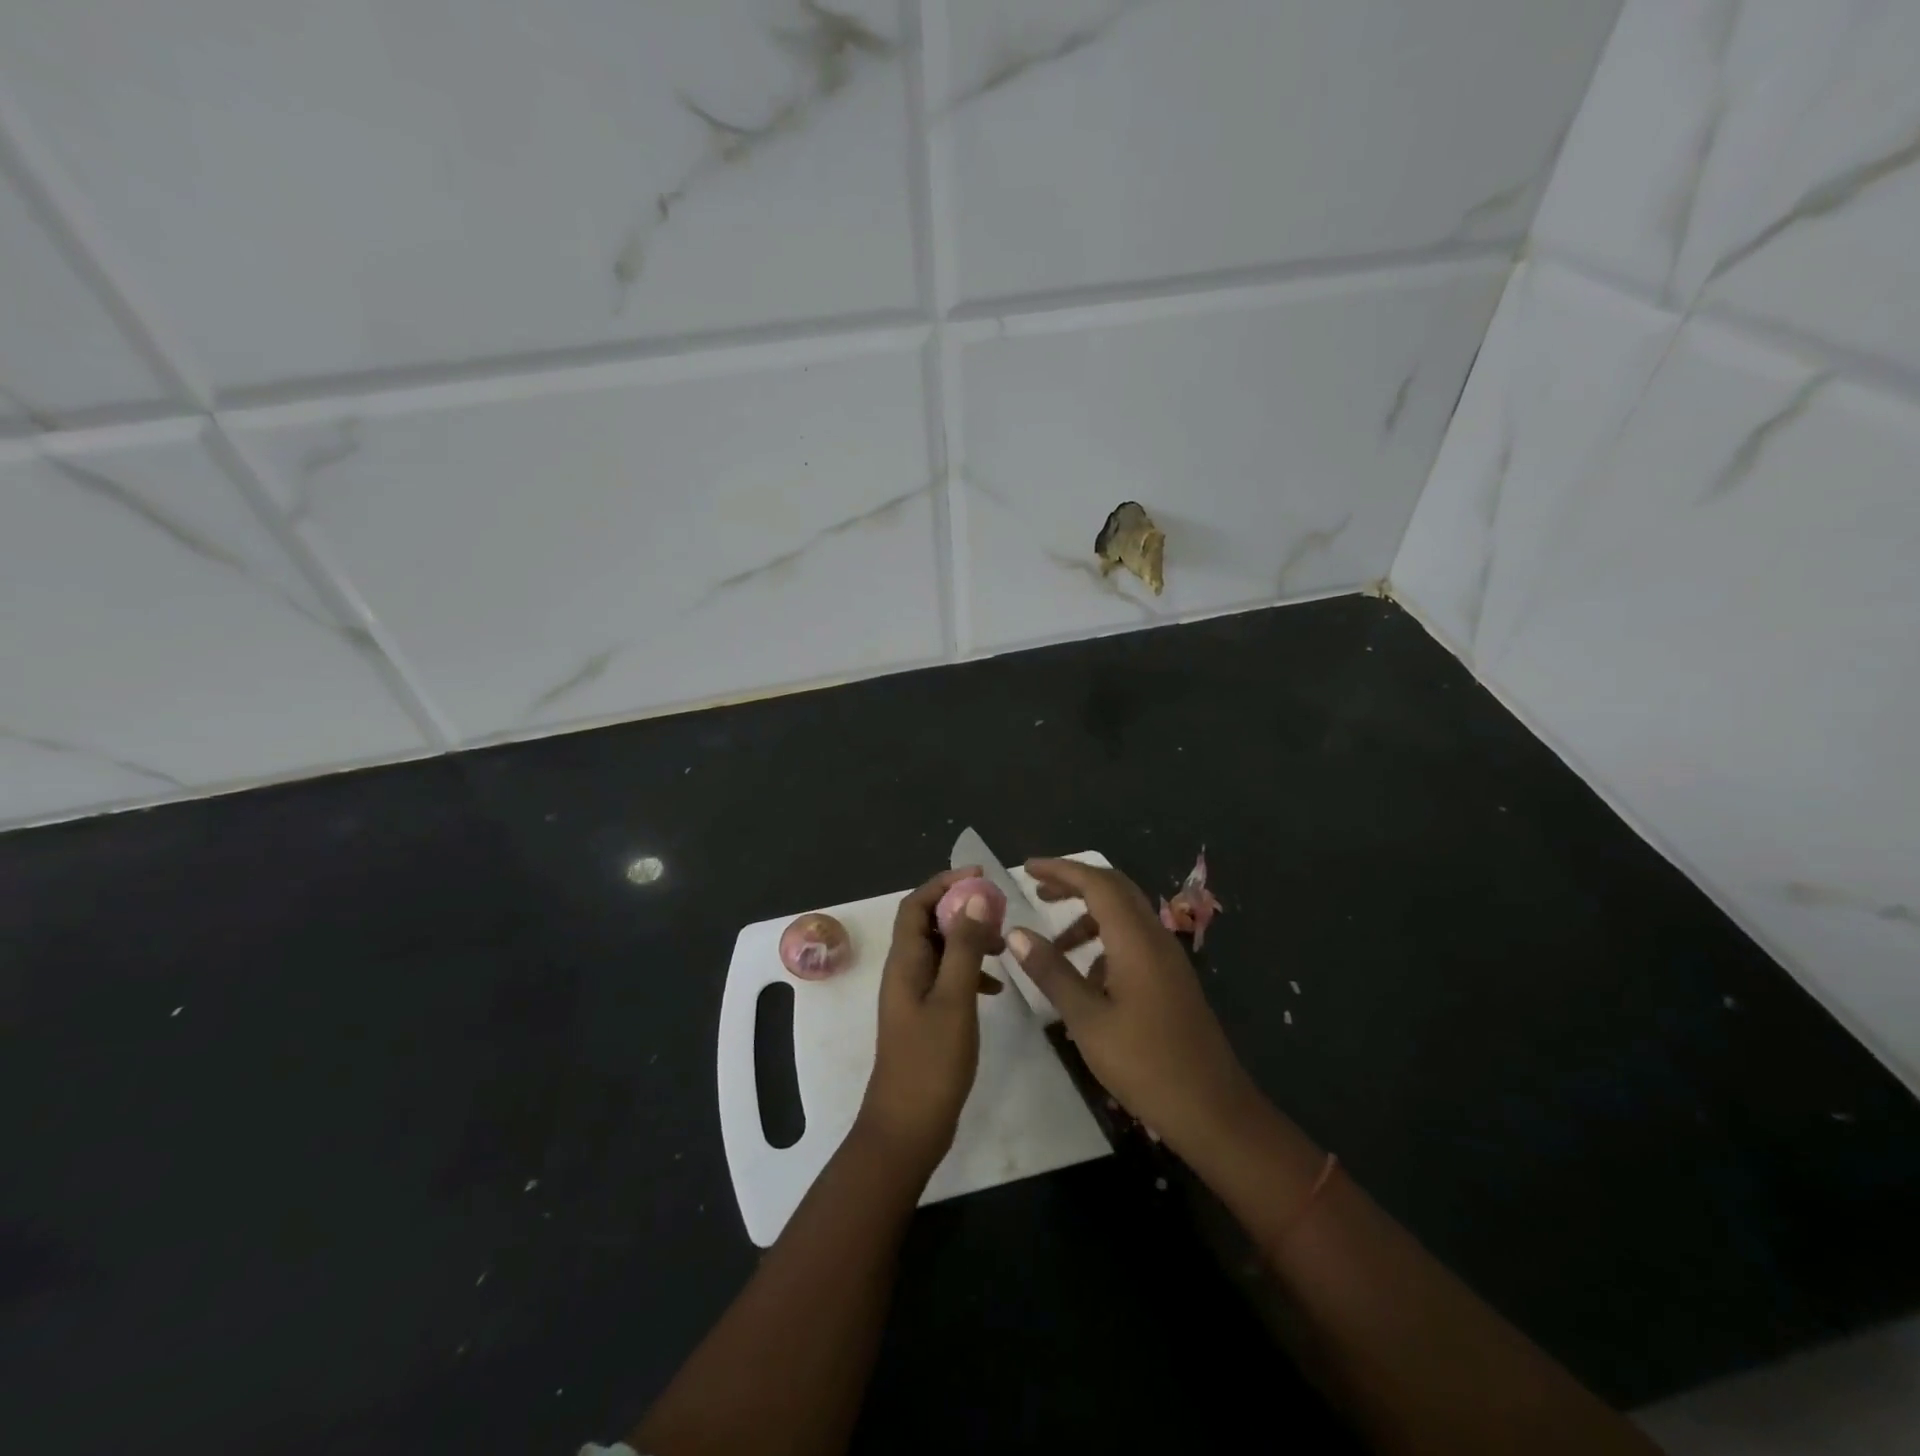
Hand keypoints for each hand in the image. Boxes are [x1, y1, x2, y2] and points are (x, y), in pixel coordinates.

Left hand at [857, 866, 1004, 1178]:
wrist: (907, 1127)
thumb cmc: (930, 1062)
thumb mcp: (954, 999)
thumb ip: (963, 948)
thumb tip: (973, 898)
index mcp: (905, 961)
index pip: (916, 904)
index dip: (944, 883)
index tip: (980, 877)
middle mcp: (904, 971)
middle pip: (927, 923)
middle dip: (961, 909)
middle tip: (998, 911)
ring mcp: (913, 995)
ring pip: (940, 950)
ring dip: (968, 940)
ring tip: (1003, 948)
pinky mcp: (924, 1016)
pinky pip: (946, 977)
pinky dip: (969, 972)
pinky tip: (995, 987)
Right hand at [1009, 857, 1258, 1162]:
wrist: (1213, 1110)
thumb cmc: (1145, 1064)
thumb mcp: (1087, 1019)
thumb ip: (1051, 971)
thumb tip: (1017, 933)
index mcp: (1136, 939)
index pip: (1096, 883)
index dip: (1061, 870)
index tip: (1027, 869)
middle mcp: (1156, 937)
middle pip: (1114, 889)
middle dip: (1074, 883)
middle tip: (1037, 891)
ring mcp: (1168, 958)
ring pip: (1125, 915)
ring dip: (1088, 917)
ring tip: (1053, 945)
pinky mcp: (1172, 979)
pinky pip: (1134, 940)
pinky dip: (1105, 941)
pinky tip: (1086, 978)